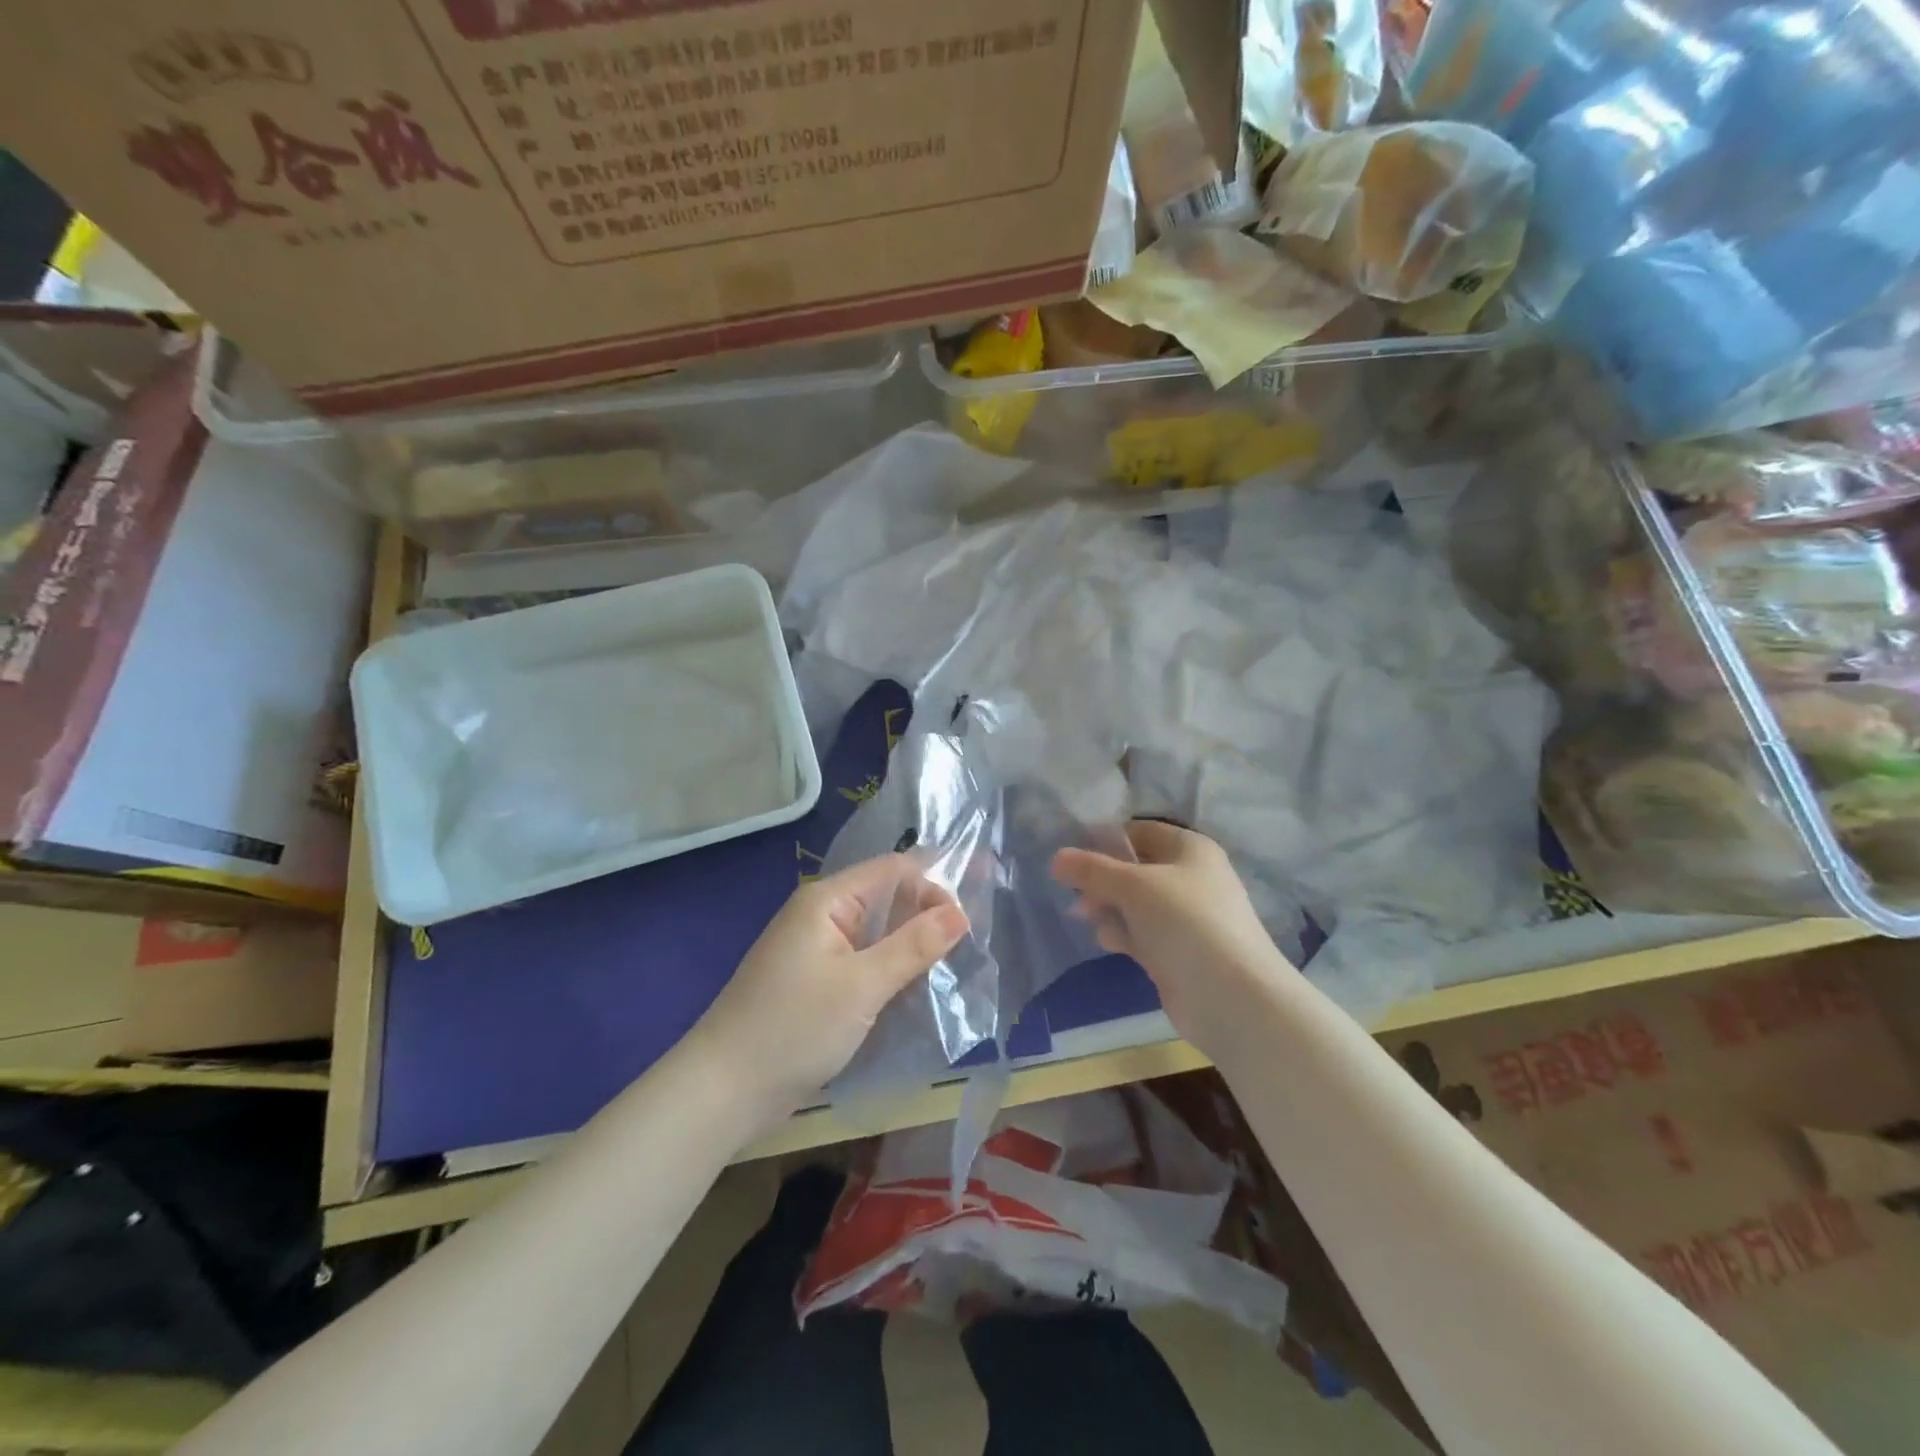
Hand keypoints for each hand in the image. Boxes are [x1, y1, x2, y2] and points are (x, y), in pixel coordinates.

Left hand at [688, 854, 968, 1121]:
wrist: (723, 1091)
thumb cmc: (794, 1028)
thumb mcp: (862, 986)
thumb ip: (914, 946)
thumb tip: (961, 913)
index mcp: (827, 900)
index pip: (893, 870)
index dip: (933, 886)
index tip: (967, 922)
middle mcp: (821, 914)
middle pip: (885, 898)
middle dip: (926, 915)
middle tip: (968, 945)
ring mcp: (815, 949)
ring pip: (876, 933)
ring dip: (910, 946)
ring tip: (950, 967)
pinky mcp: (814, 982)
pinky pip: (862, 960)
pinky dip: (889, 969)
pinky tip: (914, 989)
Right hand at [1052, 821, 1292, 1062]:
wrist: (1231, 996)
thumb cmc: (1185, 922)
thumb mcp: (1133, 885)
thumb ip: (1092, 870)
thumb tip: (1056, 858)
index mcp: (1190, 849)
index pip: (1140, 831)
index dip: (1105, 839)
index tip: (1071, 853)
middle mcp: (1191, 878)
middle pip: (1134, 869)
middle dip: (1102, 879)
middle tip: (1074, 892)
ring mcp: (1186, 918)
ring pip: (1135, 903)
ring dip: (1108, 908)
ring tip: (1086, 918)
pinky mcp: (1178, 952)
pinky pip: (1141, 933)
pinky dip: (1123, 933)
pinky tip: (1108, 942)